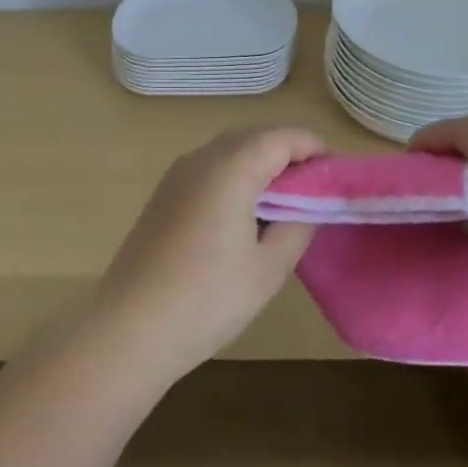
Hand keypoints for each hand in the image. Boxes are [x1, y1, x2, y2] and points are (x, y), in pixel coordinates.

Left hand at [91, 127, 324, 378]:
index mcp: (230, 168)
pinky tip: (246, 212)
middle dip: (288, 153)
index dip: (313, 147)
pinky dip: (236, 176)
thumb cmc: (207, 300)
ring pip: (229, 151)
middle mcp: (201, 159)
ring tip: (286, 201)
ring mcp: (176, 175)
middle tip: (316, 188)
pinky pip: (209, 169)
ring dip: (261, 164)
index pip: (281, 137)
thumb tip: (309, 203)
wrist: (129, 329)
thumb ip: (298, 225)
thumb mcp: (269, 268)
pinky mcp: (163, 195)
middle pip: (254, 137)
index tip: (338, 172)